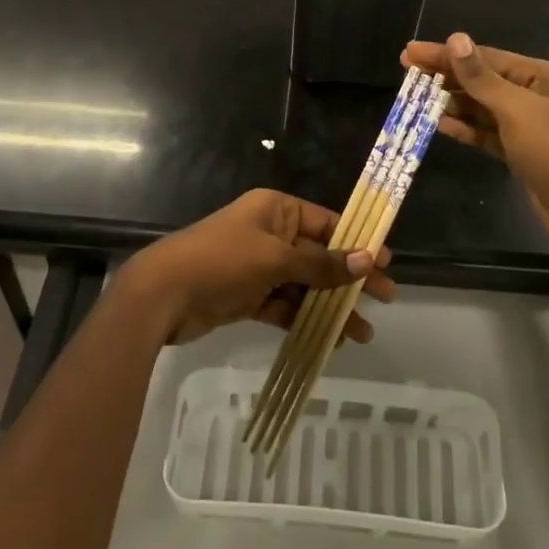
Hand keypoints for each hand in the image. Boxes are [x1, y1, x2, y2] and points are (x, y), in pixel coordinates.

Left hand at [117, 189, 396, 345]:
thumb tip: (366, 260)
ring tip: (363, 332)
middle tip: (387, 297)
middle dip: (350, 278)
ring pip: (305, 285)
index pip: (326, 222)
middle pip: (320, 255)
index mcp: (276, 210)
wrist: (161, 295)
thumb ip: (320, 264)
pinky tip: (331, 338)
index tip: (386, 262)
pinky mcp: (248, 296)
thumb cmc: (221, 261)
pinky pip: (286, 305)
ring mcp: (259, 266)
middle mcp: (270, 233)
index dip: (357, 242)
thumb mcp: (274, 259)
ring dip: (332, 306)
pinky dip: (306, 319)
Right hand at [402, 34, 548, 247]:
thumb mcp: (516, 109)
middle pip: (480, 80)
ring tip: (416, 98)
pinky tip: (439, 124)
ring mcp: (525, 125)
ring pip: (480, 107)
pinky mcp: (517, 151)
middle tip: (406, 71)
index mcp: (538, 75)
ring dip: (451, 102)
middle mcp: (532, 95)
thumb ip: (481, 77)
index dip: (446, 54)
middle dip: (445, 76)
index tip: (410, 52)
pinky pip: (484, 133)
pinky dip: (463, 128)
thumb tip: (455, 38)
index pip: (483, 57)